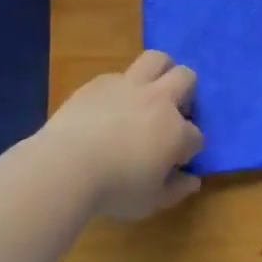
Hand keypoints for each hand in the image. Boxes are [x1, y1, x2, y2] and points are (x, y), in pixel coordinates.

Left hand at [38, 51, 205, 219]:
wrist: (65, 167)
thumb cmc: (113, 190)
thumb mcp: (150, 202)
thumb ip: (176, 190)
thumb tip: (192, 180)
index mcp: (176, 132)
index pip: (196, 135)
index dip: (189, 149)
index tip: (176, 161)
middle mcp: (159, 101)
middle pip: (187, 78)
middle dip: (186, 93)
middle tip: (172, 113)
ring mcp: (129, 86)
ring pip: (157, 59)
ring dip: (161, 71)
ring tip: (151, 91)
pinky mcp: (100, 83)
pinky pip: (119, 75)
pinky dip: (121, 88)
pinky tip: (110, 106)